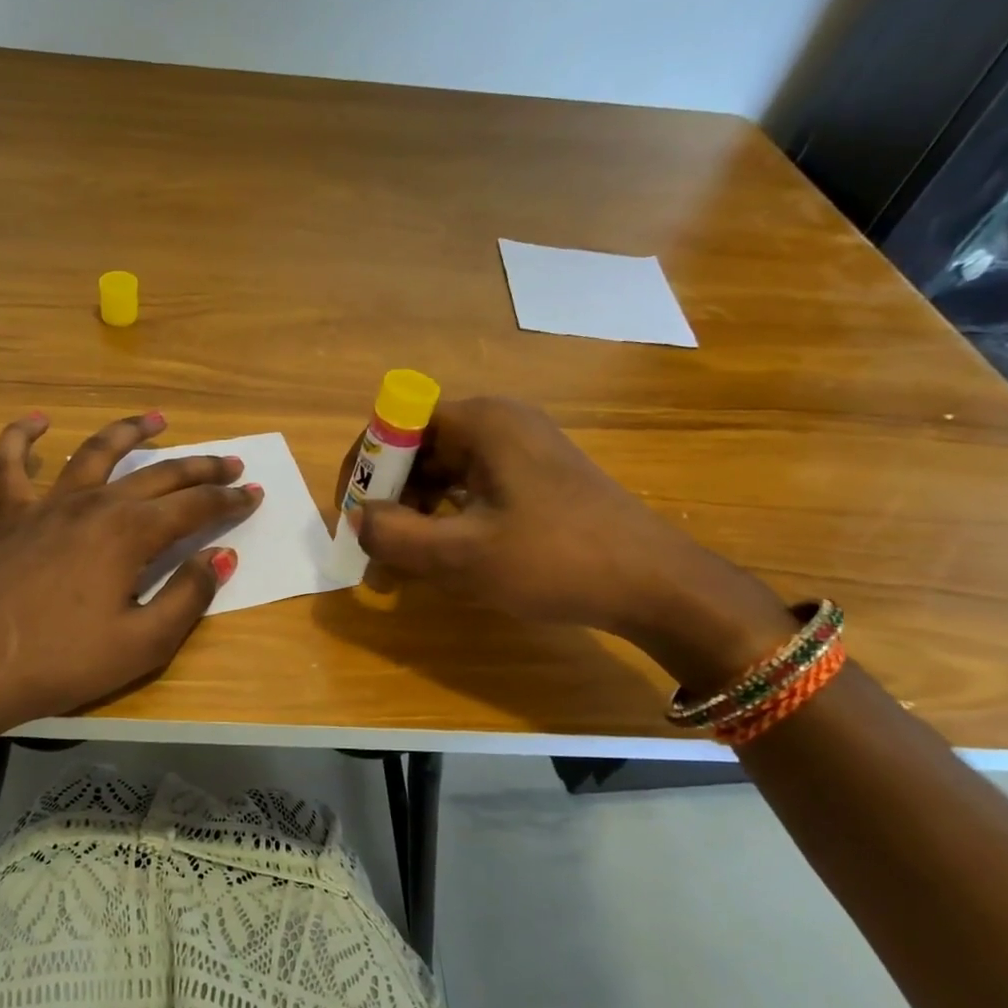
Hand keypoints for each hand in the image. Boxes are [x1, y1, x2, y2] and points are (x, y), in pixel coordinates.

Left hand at [0, 411, 260, 740]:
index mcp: (130, 533)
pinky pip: (9, 465)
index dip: (229, 501)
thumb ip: (188, 595)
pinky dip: (21, 437)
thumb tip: (221, 555)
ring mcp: (47, 506)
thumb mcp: (143, 643)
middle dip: (201, 467)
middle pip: (158, 475)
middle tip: (231, 463)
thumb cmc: (62, 662)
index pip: (194, 507)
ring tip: (158, 418)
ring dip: (130, 432)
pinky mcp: (9, 518)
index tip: (255, 494)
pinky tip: (36, 421)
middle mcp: (94, 505)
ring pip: (95, 453)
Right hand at [348, 396, 787, 684]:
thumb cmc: (557, 560)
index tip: (352, 515)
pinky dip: (445, 521)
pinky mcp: (533, 480)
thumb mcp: (464, 554)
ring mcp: (519, 451)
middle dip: (388, 501)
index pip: (396, 423)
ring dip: (414, 517)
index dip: (366, 466)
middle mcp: (498, 424)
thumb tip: (357, 520)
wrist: (656, 586)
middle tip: (374, 553)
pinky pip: (469, 490)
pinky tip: (442, 560)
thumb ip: (396, 535)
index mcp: (482, 422)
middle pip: (418, 450)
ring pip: (442, 475)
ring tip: (401, 569)